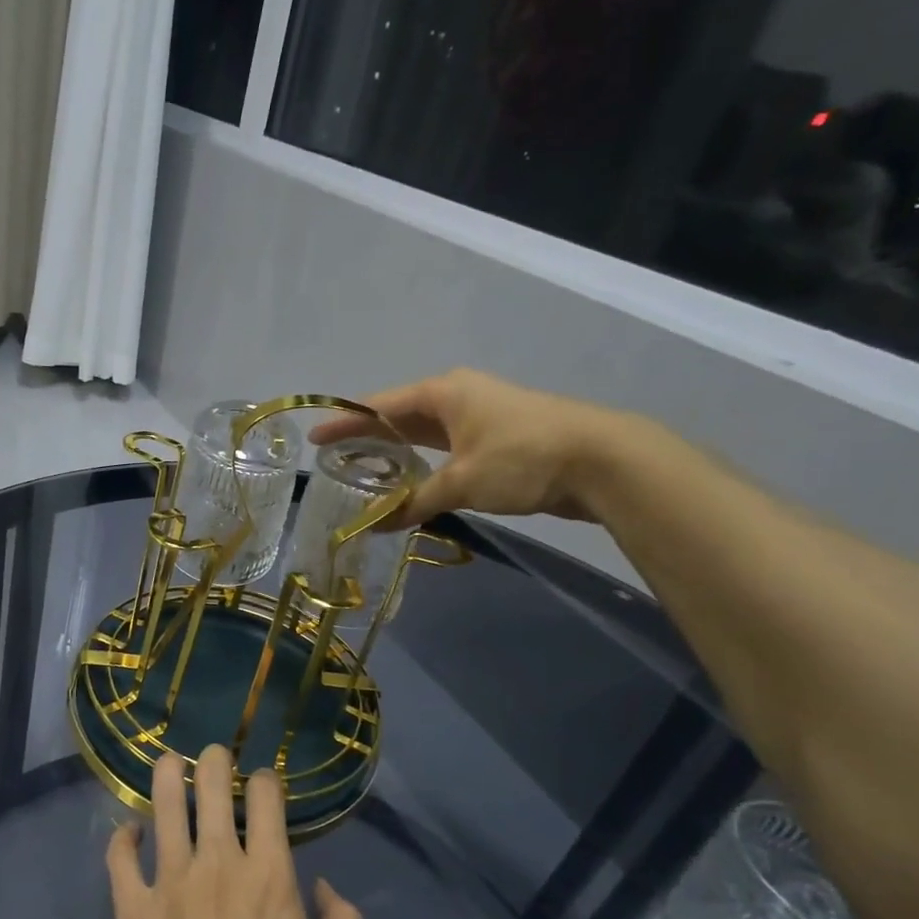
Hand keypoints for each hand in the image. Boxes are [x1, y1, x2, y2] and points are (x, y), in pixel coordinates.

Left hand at [105, 746, 363, 918]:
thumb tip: (325, 888)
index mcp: (269, 876)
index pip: (266, 798)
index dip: (265, 780)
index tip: (263, 783)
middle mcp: (217, 864)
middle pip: (210, 785)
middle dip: (215, 760)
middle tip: (214, 756)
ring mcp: (168, 882)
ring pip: (162, 805)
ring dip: (166, 776)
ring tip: (169, 763)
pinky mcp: (131, 909)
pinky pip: (119, 857)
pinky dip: (122, 838)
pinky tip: (128, 831)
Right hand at [309, 367, 625, 523]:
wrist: (602, 459)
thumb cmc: (522, 457)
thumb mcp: (462, 481)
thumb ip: (416, 501)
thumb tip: (376, 525)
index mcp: (443, 392)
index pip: (378, 406)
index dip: (344, 423)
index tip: (315, 439)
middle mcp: (457, 397)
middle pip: (399, 416)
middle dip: (367, 437)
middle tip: (334, 460)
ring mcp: (479, 416)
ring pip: (423, 433)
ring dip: (397, 452)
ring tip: (364, 472)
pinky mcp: (496, 439)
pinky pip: (445, 448)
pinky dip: (423, 463)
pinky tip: (410, 481)